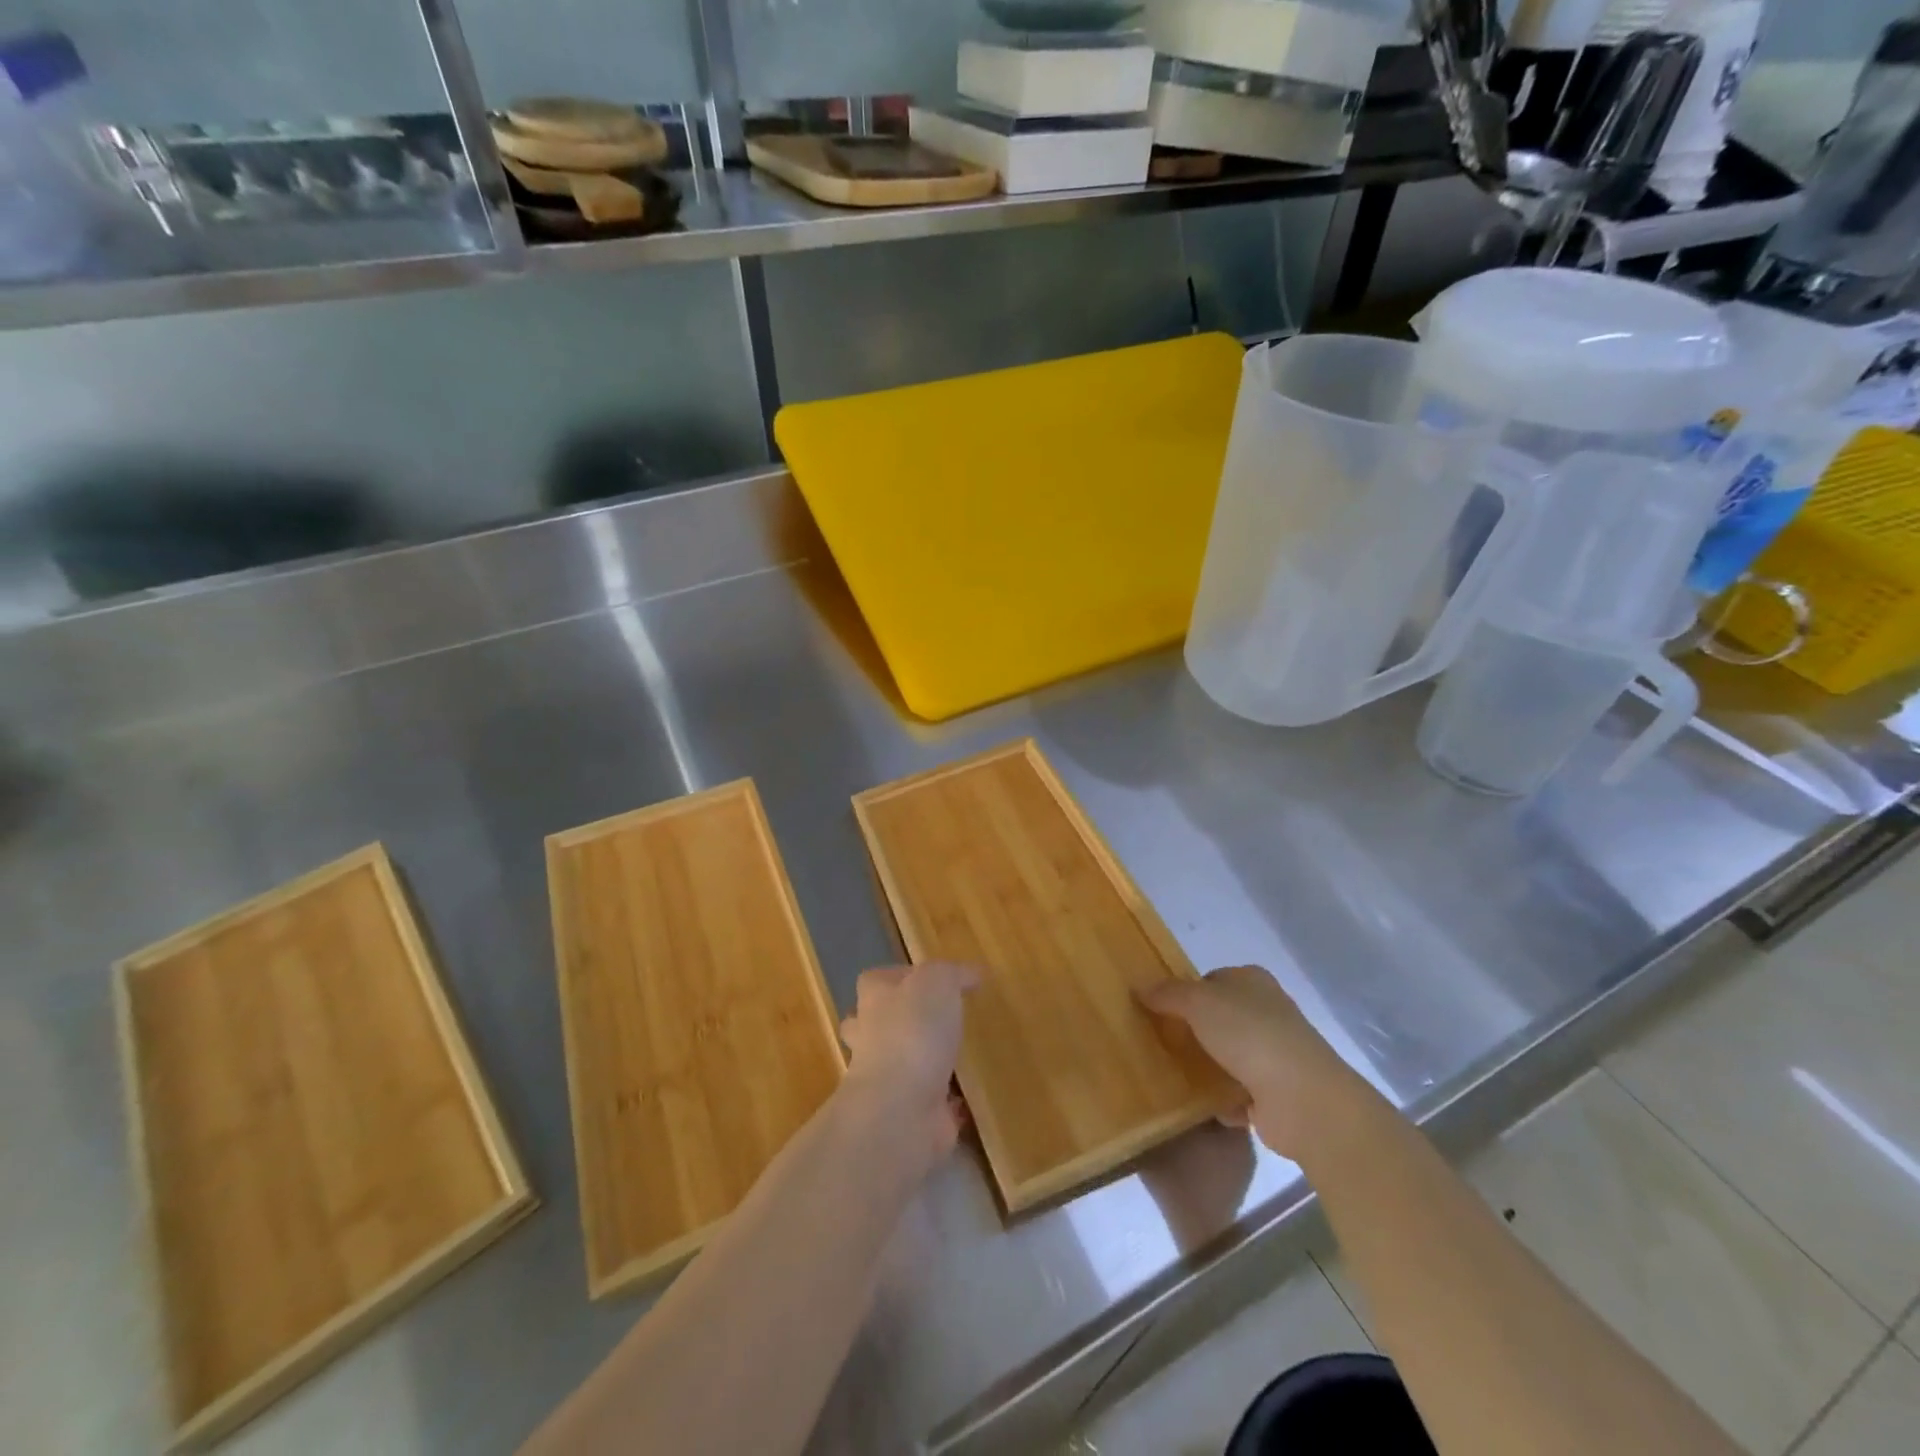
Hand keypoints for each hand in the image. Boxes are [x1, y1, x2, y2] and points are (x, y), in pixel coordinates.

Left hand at [839, 961, 978, 1162]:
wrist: (901, 1107)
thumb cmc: (913, 1031)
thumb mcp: (937, 982)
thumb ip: (953, 974)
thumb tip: (972, 973)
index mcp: (875, 1001)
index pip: (875, 980)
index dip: (897, 976)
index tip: (926, 980)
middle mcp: (872, 1038)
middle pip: (874, 1024)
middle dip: (896, 1022)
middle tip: (931, 1019)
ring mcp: (886, 1079)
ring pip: (898, 1063)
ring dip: (921, 1061)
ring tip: (954, 1055)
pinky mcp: (907, 1113)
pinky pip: (927, 1101)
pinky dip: (943, 1101)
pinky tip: (967, 1097)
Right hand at [1141, 965, 1376, 1160]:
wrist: (1302, 1098)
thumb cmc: (1249, 1034)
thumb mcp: (1198, 1002)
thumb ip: (1168, 993)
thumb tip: (1140, 987)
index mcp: (1252, 981)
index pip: (1211, 980)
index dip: (1185, 993)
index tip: (1160, 1011)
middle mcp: (1267, 1012)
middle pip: (1219, 1018)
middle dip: (1193, 1032)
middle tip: (1159, 1043)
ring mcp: (1274, 1054)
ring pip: (1228, 1055)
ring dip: (1206, 1067)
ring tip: (1170, 1076)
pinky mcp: (1276, 1093)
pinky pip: (1238, 1092)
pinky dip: (1221, 1100)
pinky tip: (1199, 1106)